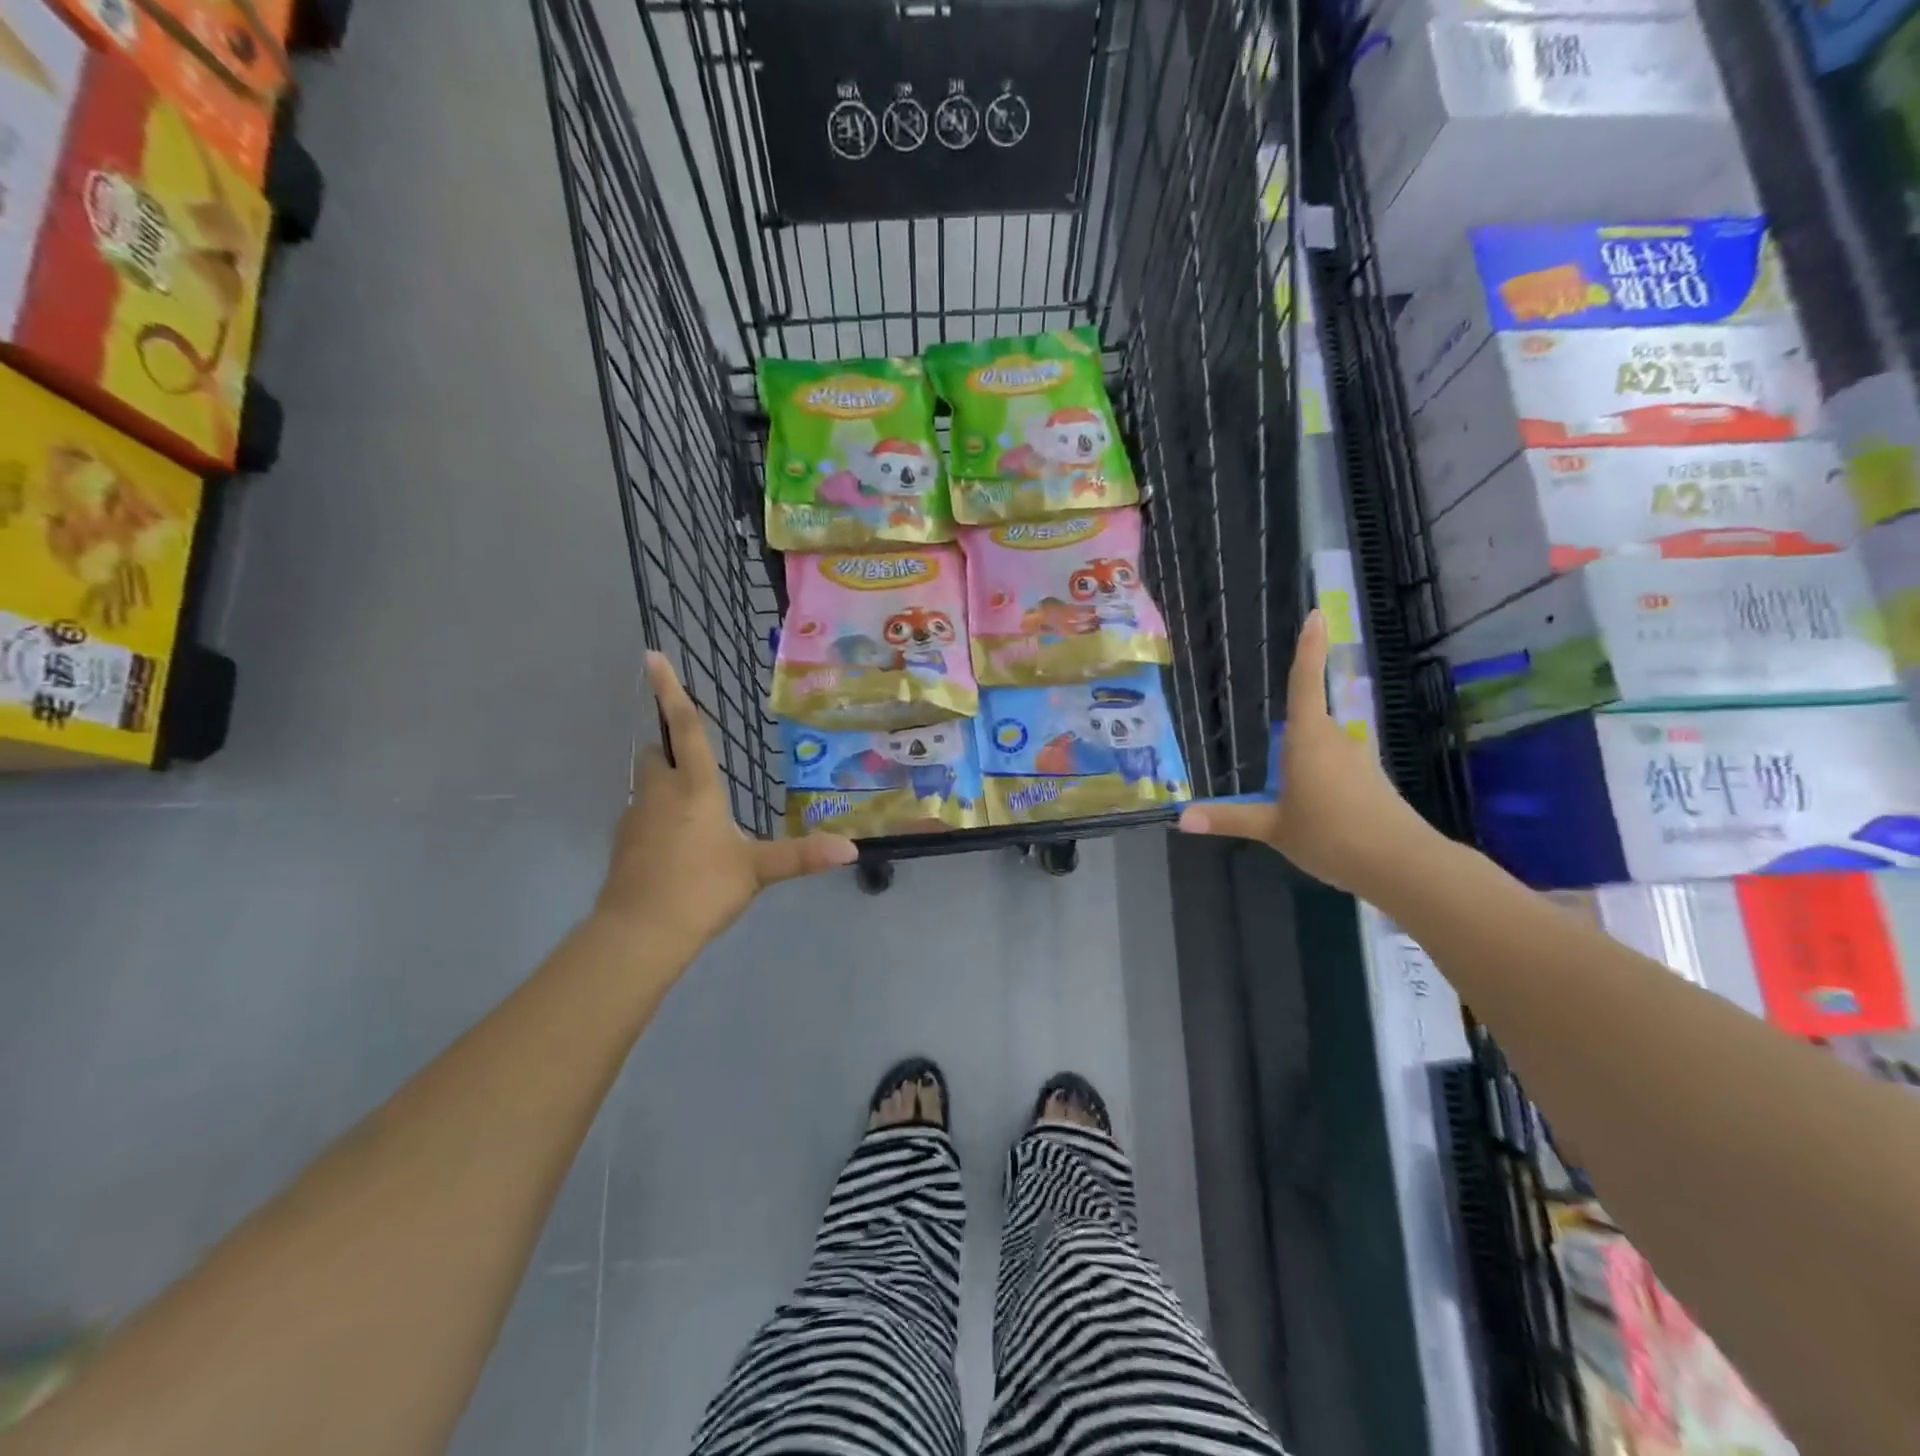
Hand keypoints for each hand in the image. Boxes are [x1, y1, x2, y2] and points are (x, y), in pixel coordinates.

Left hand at [596, 653, 856, 953]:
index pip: (685, 729)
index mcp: (694, 788)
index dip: (669, 691)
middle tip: (697, 768)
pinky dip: (656, 820)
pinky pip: (640, 817)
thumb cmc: (701, 888)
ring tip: (695, 818)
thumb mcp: (757, 870)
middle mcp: (659, 793)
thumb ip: (802, 856)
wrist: (639, 933)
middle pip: (656, 754)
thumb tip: (851, 849)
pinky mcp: (623, 846)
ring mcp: (634, 819)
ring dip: (665, 786)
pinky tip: (676, 850)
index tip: (649, 655)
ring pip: (646, 786)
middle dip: (670, 749)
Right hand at [1177, 610, 1435, 895]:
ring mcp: (1359, 760)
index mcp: (1308, 739)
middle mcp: (1336, 739)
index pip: (1304, 684)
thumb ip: (1229, 818)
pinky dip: (1324, 785)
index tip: (1316, 615)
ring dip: (1306, 767)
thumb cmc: (1330, 835)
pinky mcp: (1373, 782)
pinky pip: (1338, 771)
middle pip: (1309, 723)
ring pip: (1324, 750)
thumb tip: (1181, 818)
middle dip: (1290, 742)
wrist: (1401, 864)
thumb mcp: (1273, 828)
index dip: (1309, 649)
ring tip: (1294, 804)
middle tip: (1273, 768)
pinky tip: (1318, 816)